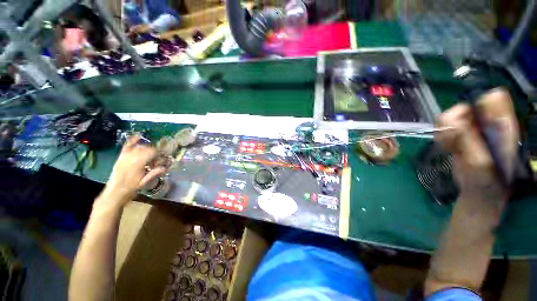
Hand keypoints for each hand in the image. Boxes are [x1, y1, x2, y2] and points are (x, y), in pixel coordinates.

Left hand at [98, 136, 164, 208]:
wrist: (114, 192)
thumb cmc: (130, 189)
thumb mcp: (144, 183)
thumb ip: (153, 173)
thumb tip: (165, 167)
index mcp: (137, 164)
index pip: (152, 153)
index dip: (159, 154)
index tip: (164, 158)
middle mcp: (131, 157)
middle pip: (146, 149)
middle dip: (154, 152)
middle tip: (158, 159)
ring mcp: (125, 156)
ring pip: (139, 147)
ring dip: (147, 148)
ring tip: (151, 155)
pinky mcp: (121, 157)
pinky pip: (126, 146)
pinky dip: (132, 141)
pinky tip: (138, 136)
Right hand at [435, 89, 518, 207]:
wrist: (480, 192)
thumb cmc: (487, 181)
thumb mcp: (479, 162)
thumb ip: (469, 140)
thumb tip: (454, 121)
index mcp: (503, 125)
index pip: (492, 99)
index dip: (476, 108)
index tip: (467, 126)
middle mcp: (489, 122)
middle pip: (465, 106)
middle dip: (453, 122)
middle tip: (452, 140)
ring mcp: (473, 128)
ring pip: (449, 116)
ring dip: (444, 131)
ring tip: (449, 147)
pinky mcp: (459, 135)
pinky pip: (441, 127)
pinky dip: (439, 137)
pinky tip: (446, 147)